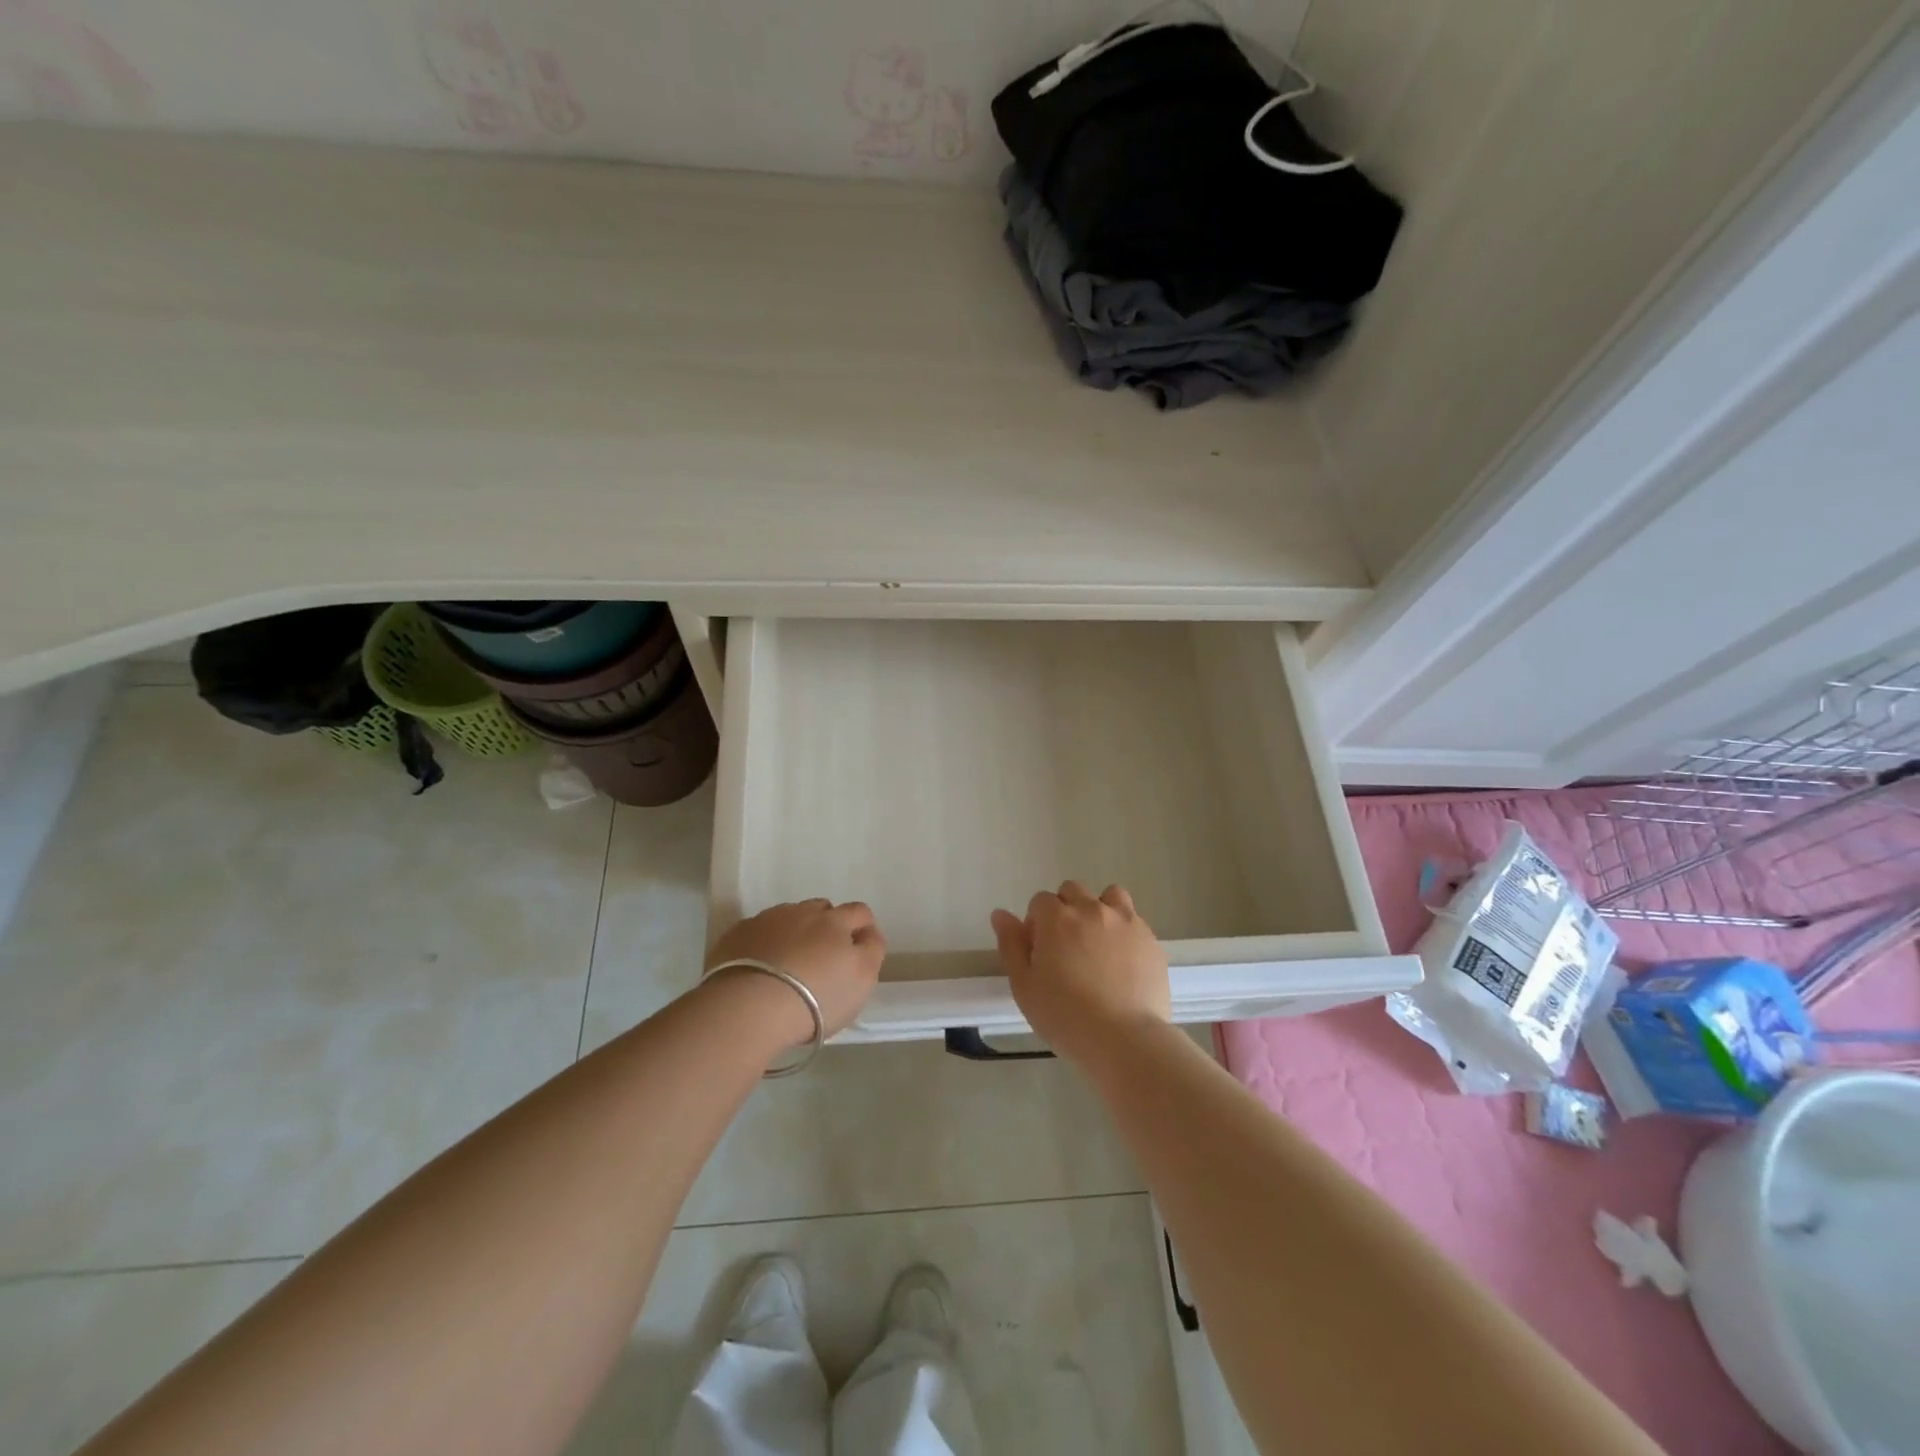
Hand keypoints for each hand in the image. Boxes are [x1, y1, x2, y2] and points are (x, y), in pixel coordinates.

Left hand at [705, 899, 886, 1043]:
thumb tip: (868, 935)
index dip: (863, 928)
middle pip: (822, 909)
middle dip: (827, 925)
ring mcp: (767, 920)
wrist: (750, 1007)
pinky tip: (760, 967)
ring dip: (794, 932)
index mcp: (836, 921)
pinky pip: (757, 931)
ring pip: (788, 917)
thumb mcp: (862, 980)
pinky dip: (764, 943)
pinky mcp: (737, 935)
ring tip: (789, 963)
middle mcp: (802, 912)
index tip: (858, 951)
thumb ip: (871, 951)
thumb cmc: (817, 998)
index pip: (859, 912)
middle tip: (823, 958)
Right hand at [990, 881, 1170, 1063]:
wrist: (1125, 1040)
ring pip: (1108, 896)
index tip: (1039, 952)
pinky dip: (1123, 931)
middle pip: (1073, 891)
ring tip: (1097, 945)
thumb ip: (1011, 944)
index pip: (1040, 901)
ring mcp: (1126, 922)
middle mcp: (1092, 909)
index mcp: (1057, 918)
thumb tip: (1000, 914)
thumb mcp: (1024, 986)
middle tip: (1065, 949)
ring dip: (1098, 910)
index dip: (1036, 924)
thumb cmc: (1065, 1016)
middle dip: (1064, 911)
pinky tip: (1121, 962)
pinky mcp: (1150, 940)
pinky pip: (1133, 921)